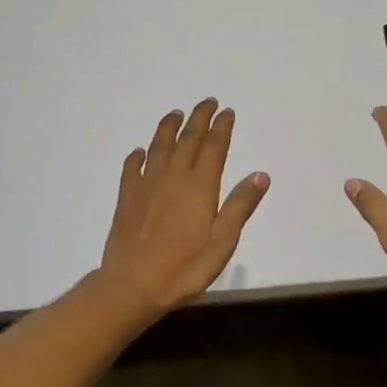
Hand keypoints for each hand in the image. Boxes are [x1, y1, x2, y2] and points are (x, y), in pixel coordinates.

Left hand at [99, 99, 269, 312]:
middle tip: (206, 102)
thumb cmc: (185, 267)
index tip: (227, 111)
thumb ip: (240, 205)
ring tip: (175, 114)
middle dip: (198, 119)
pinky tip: (139, 152)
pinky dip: (137, 157)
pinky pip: (132, 170)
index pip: (214, 148)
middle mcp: (173, 177)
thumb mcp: (223, 240)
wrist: (133, 284)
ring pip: (159, 148)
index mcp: (200, 186)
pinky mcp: (127, 200)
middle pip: (187, 140)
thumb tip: (260, 174)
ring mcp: (146, 186)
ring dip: (168, 128)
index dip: (221, 128)